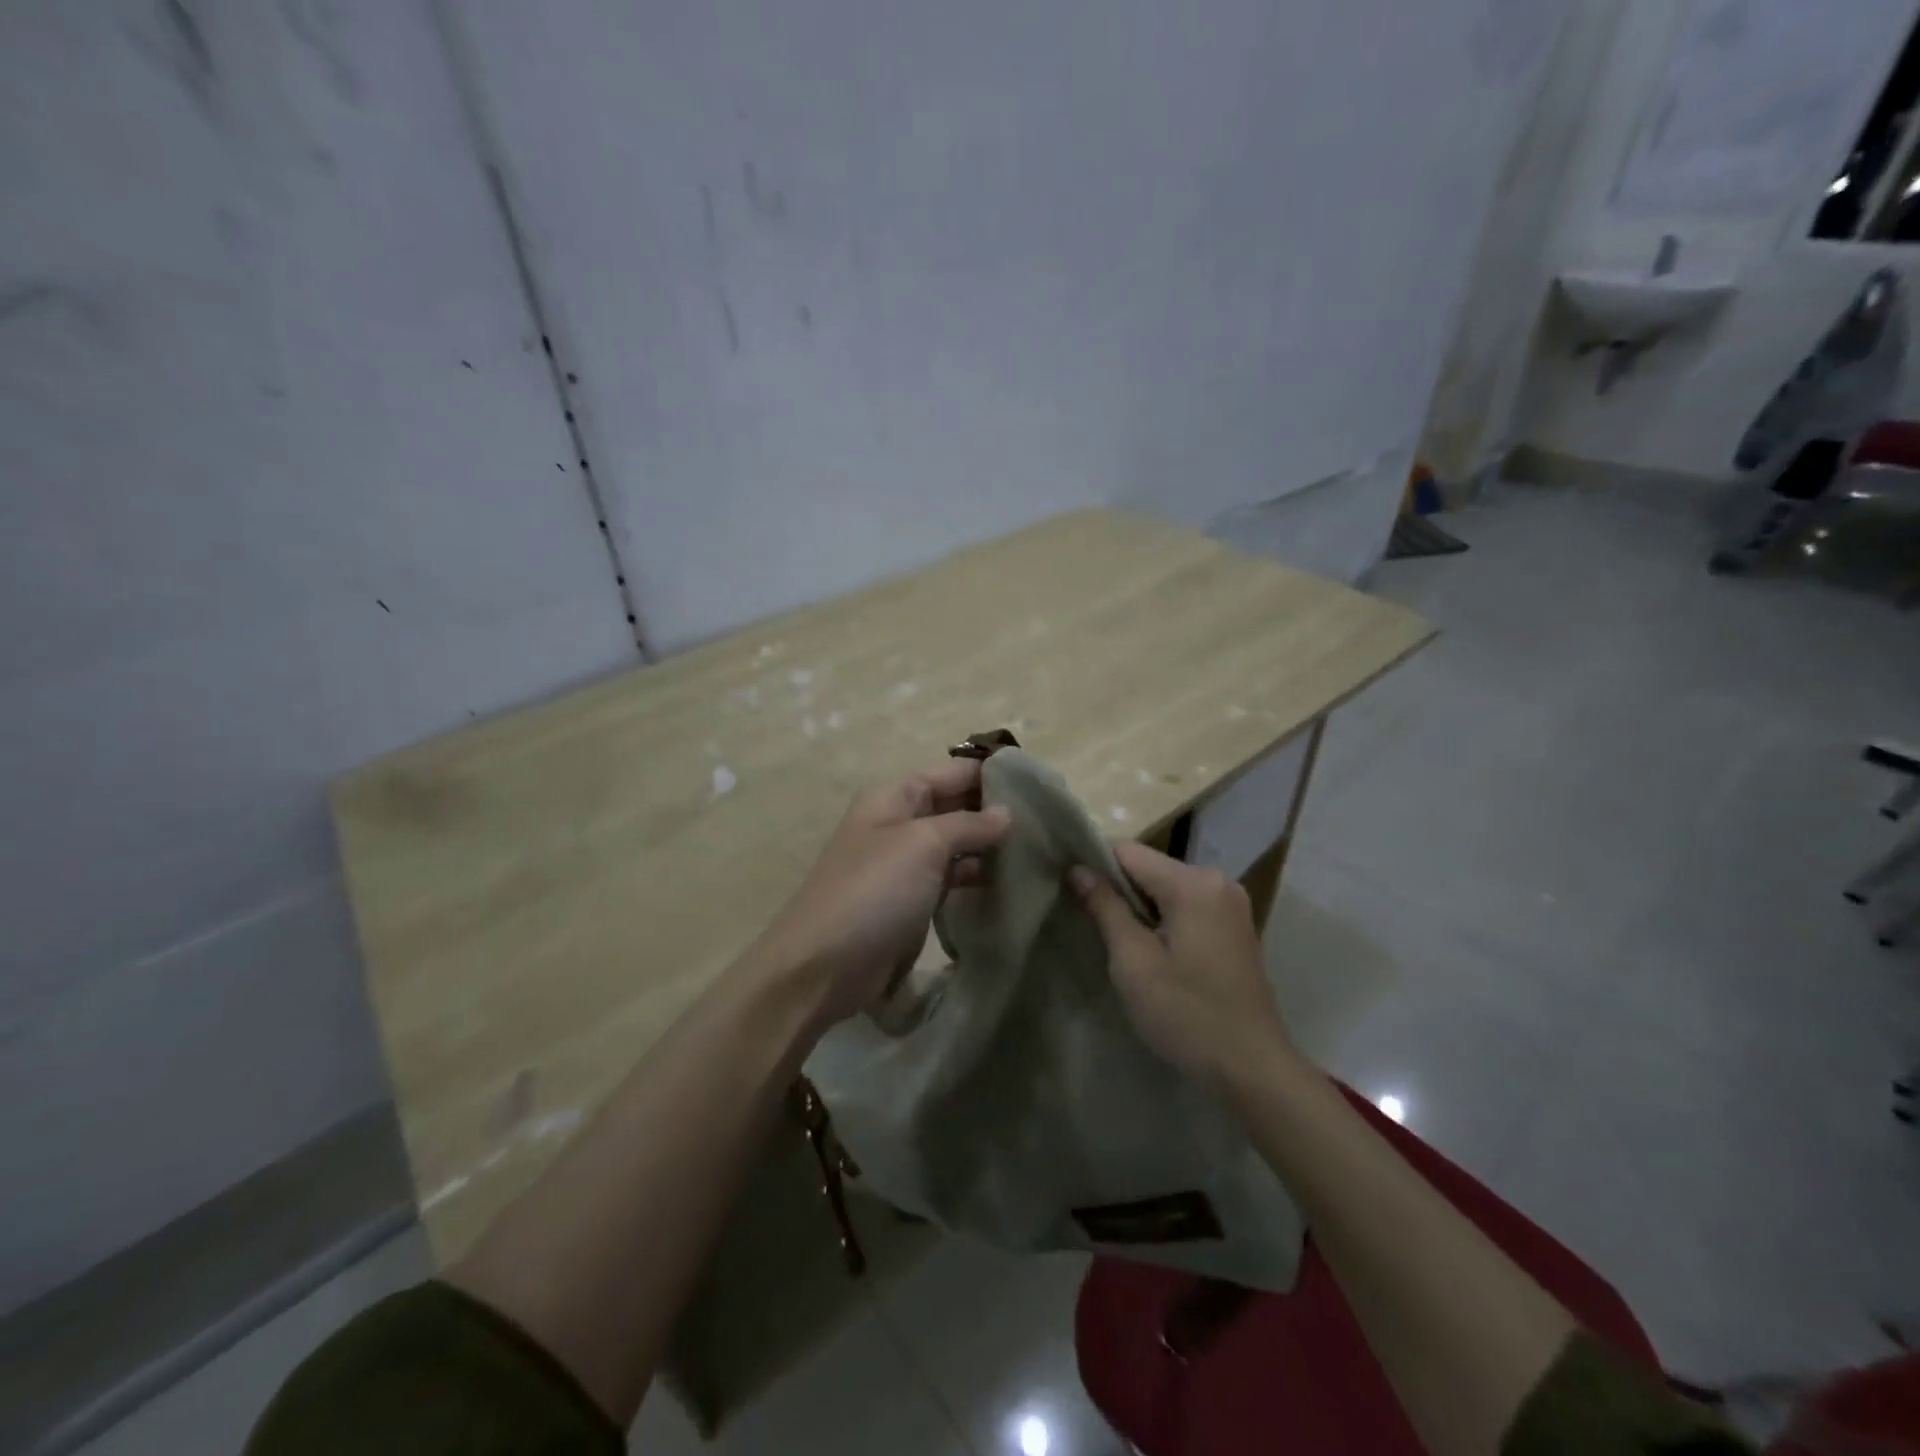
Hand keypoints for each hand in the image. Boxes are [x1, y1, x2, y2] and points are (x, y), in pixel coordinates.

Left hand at [752, 759, 1011, 1030]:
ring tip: (1038, 850)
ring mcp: (903, 864)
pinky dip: (975, 877)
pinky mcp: (910, 901)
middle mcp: (897, 823)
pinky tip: (1008, 882)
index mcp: (892, 797)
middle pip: (953, 806)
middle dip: (993, 811)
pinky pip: (949, 878)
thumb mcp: (923, 844)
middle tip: (1046, 821)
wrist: (822, 966)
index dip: (988, 774)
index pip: (949, 772)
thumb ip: (968, 824)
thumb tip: (1006, 814)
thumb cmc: (873, 891)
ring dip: (988, 847)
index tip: (1036, 785)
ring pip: (955, 844)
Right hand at [1071, 841, 1294, 1091]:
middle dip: (1120, 893)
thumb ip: (1105, 907)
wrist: (1252, 1069)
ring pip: (1167, 889)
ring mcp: (1231, 904)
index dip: (1096, 869)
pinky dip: (1165, 921)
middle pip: (1149, 868)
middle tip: (1099, 932)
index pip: (1127, 852)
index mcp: (1193, 882)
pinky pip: (1187, 907)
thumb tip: (1077, 869)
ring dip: (1142, 910)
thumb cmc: (1186, 1014)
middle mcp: (1217, 880)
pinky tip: (1157, 956)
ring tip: (1125, 948)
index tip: (1075, 898)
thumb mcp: (1133, 961)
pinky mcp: (1236, 927)